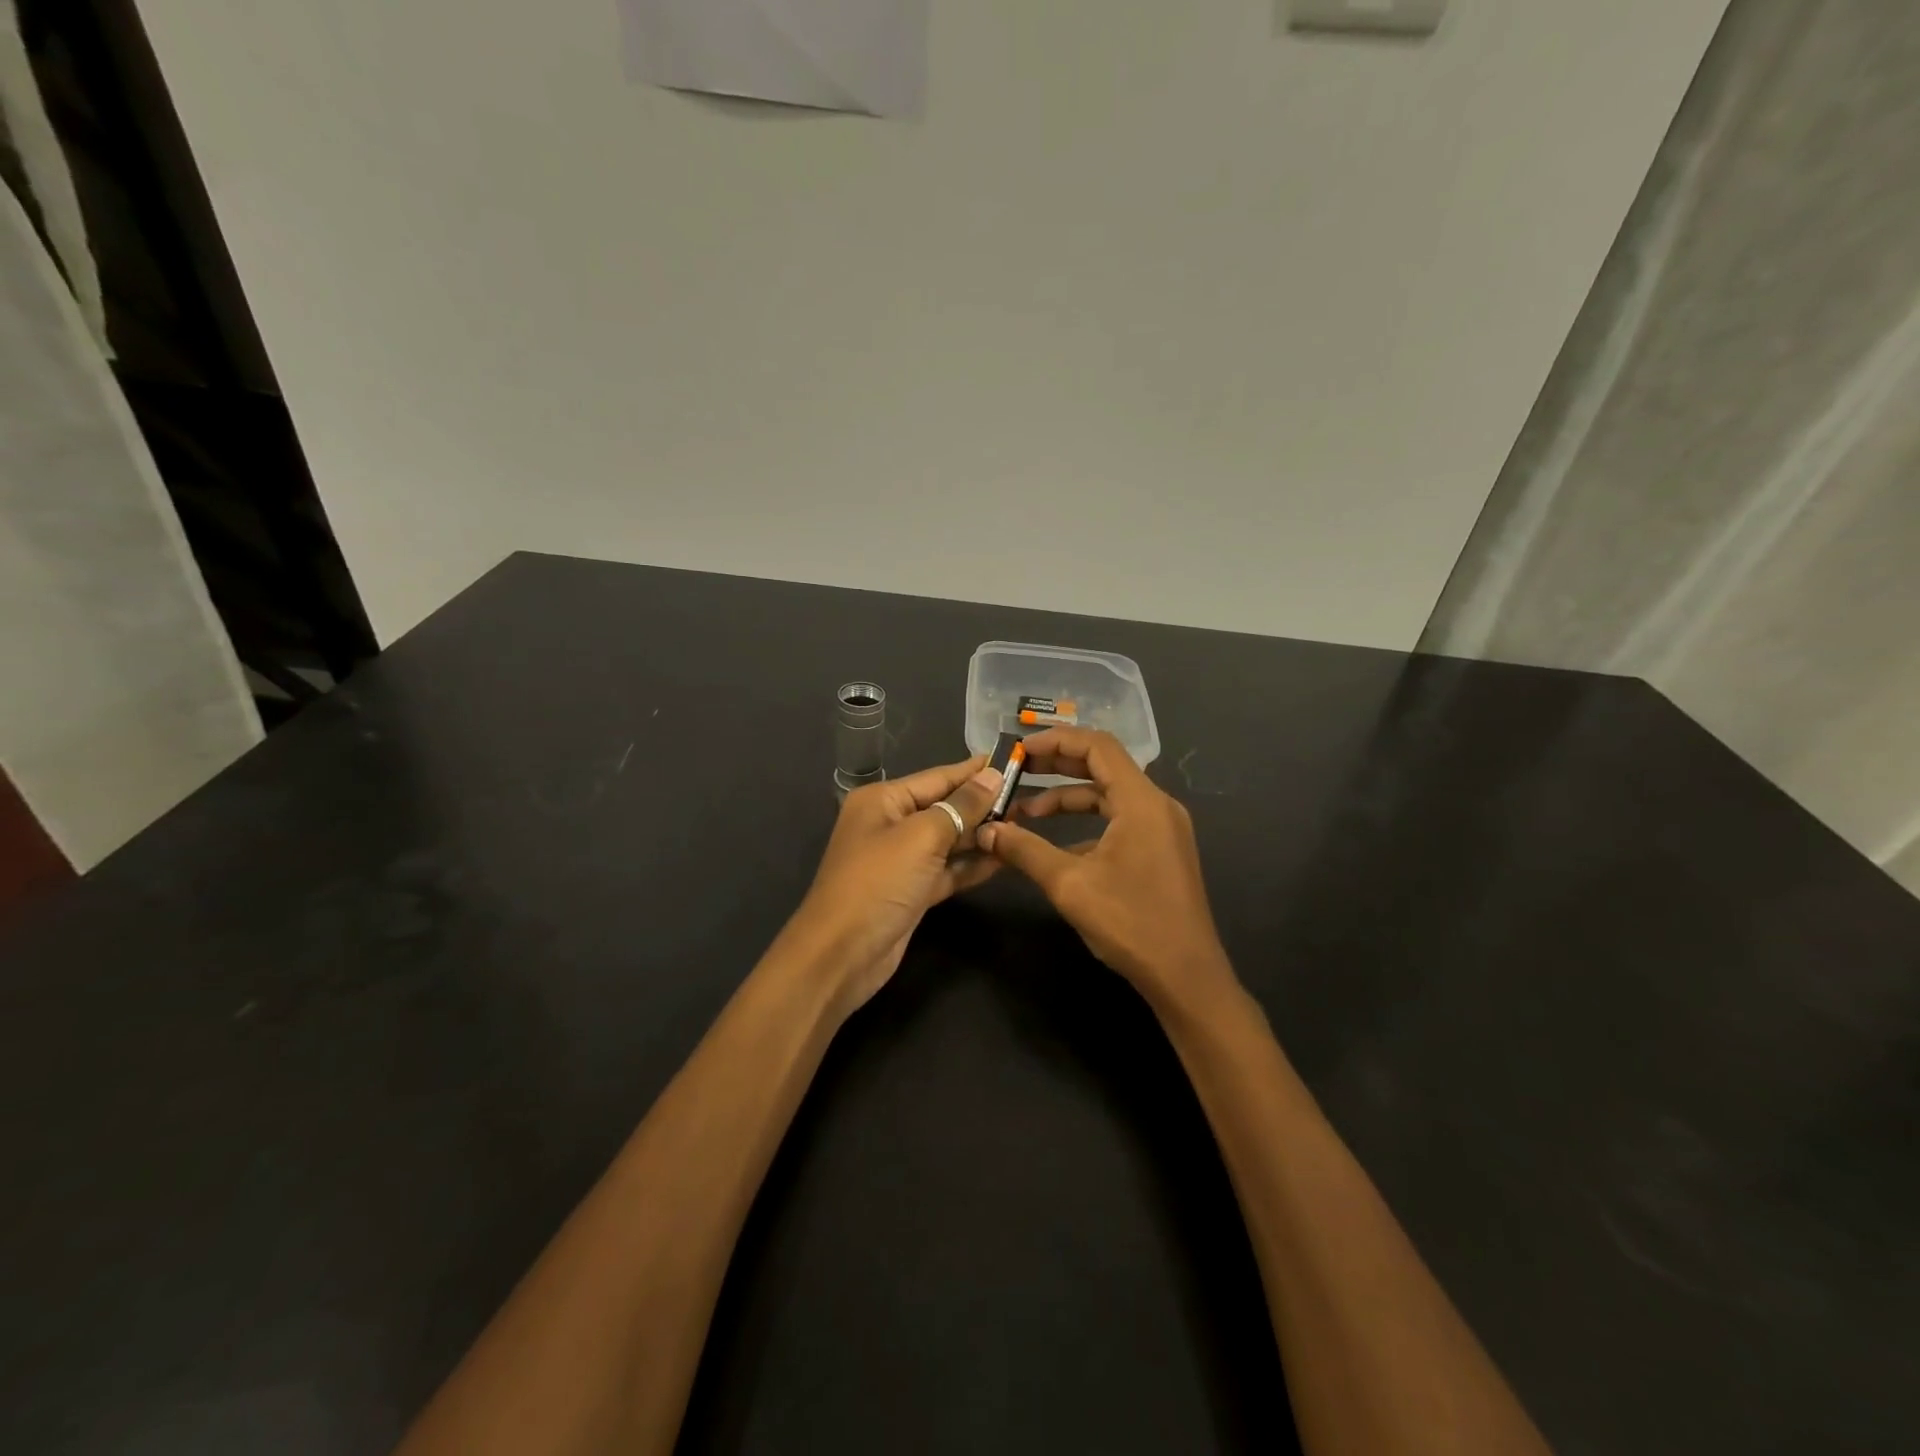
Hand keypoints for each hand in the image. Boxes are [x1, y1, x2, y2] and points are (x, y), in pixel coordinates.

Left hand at [788, 756, 1005, 1014]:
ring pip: (948, 840)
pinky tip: (1005, 858)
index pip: (937, 777)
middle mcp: (890, 824)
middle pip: (944, 807)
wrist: (841, 956)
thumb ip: (961, 806)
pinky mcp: (912, 891)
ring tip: (1024, 825)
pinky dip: (972, 865)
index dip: (974, 771)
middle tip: (1027, 798)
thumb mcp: (922, 837)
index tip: (1013, 761)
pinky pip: (947, 870)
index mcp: (883, 800)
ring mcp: (901, 860)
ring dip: (981, 835)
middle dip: (982, 804)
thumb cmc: (878, 883)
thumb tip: (992, 775)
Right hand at [977, 728, 1234, 1010]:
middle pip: (1103, 766)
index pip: (1097, 746)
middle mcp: (1156, 805)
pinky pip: (1119, 820)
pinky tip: (1054, 845)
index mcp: (1141, 801)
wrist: (1186, 976)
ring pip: (1109, 796)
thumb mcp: (1069, 884)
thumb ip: (1025, 850)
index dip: (1056, 741)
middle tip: (1016, 772)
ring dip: (1068, 799)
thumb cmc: (1130, 923)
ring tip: (1024, 813)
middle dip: (1056, 766)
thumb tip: (987, 830)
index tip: (1019, 750)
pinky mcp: (1161, 850)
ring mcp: (1162, 828)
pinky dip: (1086, 824)